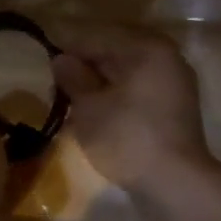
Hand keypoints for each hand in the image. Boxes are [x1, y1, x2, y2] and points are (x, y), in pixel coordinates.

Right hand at [50, 23, 209, 191]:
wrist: (175, 182)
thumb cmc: (127, 137)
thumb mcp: (89, 107)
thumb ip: (73, 78)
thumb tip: (60, 59)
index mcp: (146, 48)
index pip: (97, 39)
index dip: (68, 50)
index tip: (45, 64)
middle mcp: (166, 58)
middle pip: (115, 55)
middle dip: (85, 70)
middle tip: (56, 88)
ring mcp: (175, 84)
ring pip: (126, 76)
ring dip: (99, 87)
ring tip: (72, 104)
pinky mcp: (175, 109)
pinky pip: (139, 94)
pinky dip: (117, 100)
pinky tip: (97, 114)